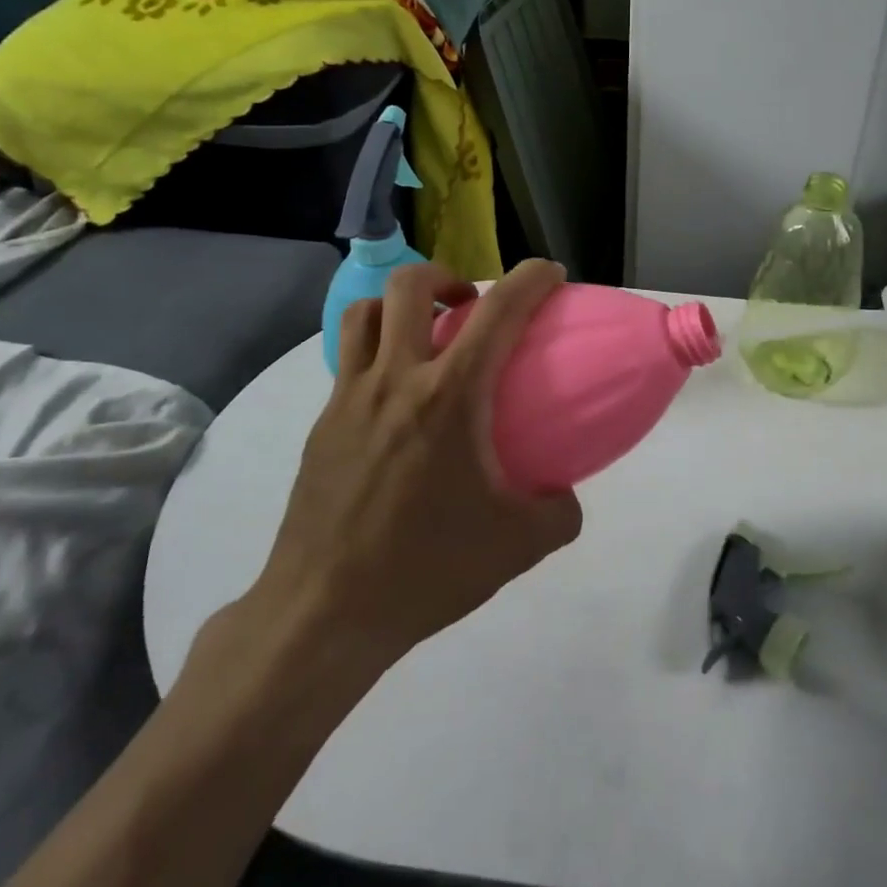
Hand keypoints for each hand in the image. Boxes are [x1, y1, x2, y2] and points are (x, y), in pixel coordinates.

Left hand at [232, 259, 582, 664]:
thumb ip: (559, 511)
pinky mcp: (321, 425)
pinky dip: (376, 352)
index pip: (498, 311)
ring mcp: (348, 399)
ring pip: (364, 313)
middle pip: (409, 285)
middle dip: (447, 276)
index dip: (530, 278)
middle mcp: (395, 380)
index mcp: (450, 397)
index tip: (549, 273)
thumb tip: (565, 493)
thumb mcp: (518, 547)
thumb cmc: (426, 570)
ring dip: (399, 306)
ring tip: (424, 336)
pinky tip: (395, 399)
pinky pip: (348, 362)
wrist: (324, 613)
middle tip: (470, 306)